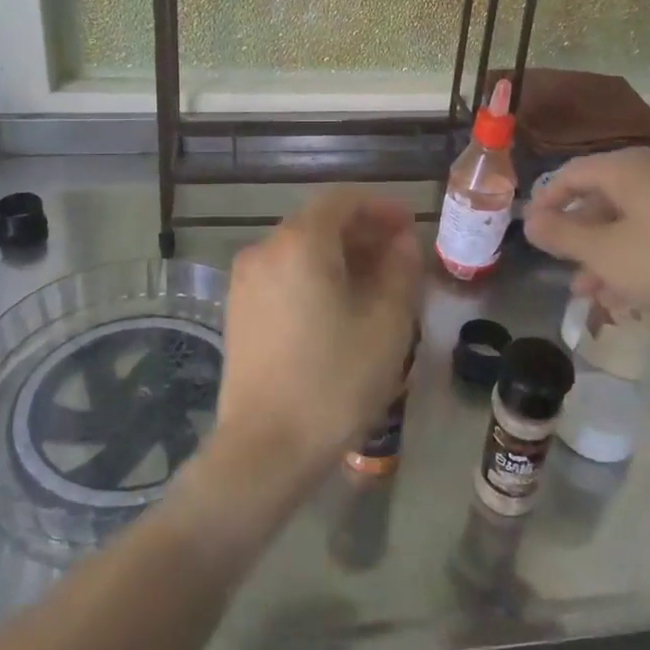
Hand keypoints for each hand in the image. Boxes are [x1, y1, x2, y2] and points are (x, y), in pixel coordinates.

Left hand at [208, 188, 422, 489]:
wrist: (264, 449)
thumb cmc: (334, 381)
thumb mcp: (386, 325)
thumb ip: (400, 270)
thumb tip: (403, 241)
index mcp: (300, 243)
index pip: (343, 200)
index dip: (381, 207)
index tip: (410, 225)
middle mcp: (265, 249)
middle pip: (319, 222)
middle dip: (362, 232)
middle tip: (400, 255)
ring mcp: (245, 280)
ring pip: (300, 249)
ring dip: (340, 255)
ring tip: (376, 283)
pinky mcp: (238, 310)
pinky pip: (283, 274)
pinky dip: (315, 275)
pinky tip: (339, 305)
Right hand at [524, 149, 649, 326]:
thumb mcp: (606, 254)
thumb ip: (562, 236)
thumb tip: (529, 220)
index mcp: (627, 168)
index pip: (571, 173)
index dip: (546, 201)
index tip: (530, 232)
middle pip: (601, 197)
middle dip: (577, 236)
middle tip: (561, 268)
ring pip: (629, 220)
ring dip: (604, 253)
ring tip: (591, 293)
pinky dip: (635, 256)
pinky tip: (630, 293)